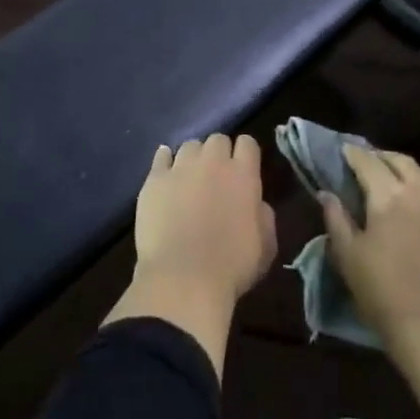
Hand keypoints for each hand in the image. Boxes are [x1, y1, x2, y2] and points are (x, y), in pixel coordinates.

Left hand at [133, 134, 276, 305]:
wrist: (183, 279)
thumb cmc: (232, 267)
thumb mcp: (266, 246)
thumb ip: (264, 216)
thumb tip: (255, 203)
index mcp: (243, 175)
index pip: (247, 143)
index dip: (246, 154)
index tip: (244, 169)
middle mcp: (212, 162)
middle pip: (217, 139)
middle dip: (219, 153)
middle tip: (217, 176)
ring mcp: (180, 168)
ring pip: (189, 146)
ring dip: (194, 158)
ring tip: (190, 178)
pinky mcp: (154, 179)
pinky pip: (161, 156)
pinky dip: (165, 161)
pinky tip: (166, 172)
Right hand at [321, 146, 419, 346]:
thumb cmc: (382, 292)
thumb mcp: (347, 256)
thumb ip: (336, 219)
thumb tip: (328, 194)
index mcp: (389, 196)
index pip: (368, 162)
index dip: (354, 154)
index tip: (347, 152)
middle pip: (404, 161)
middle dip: (386, 159)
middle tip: (376, 168)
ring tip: (416, 188)